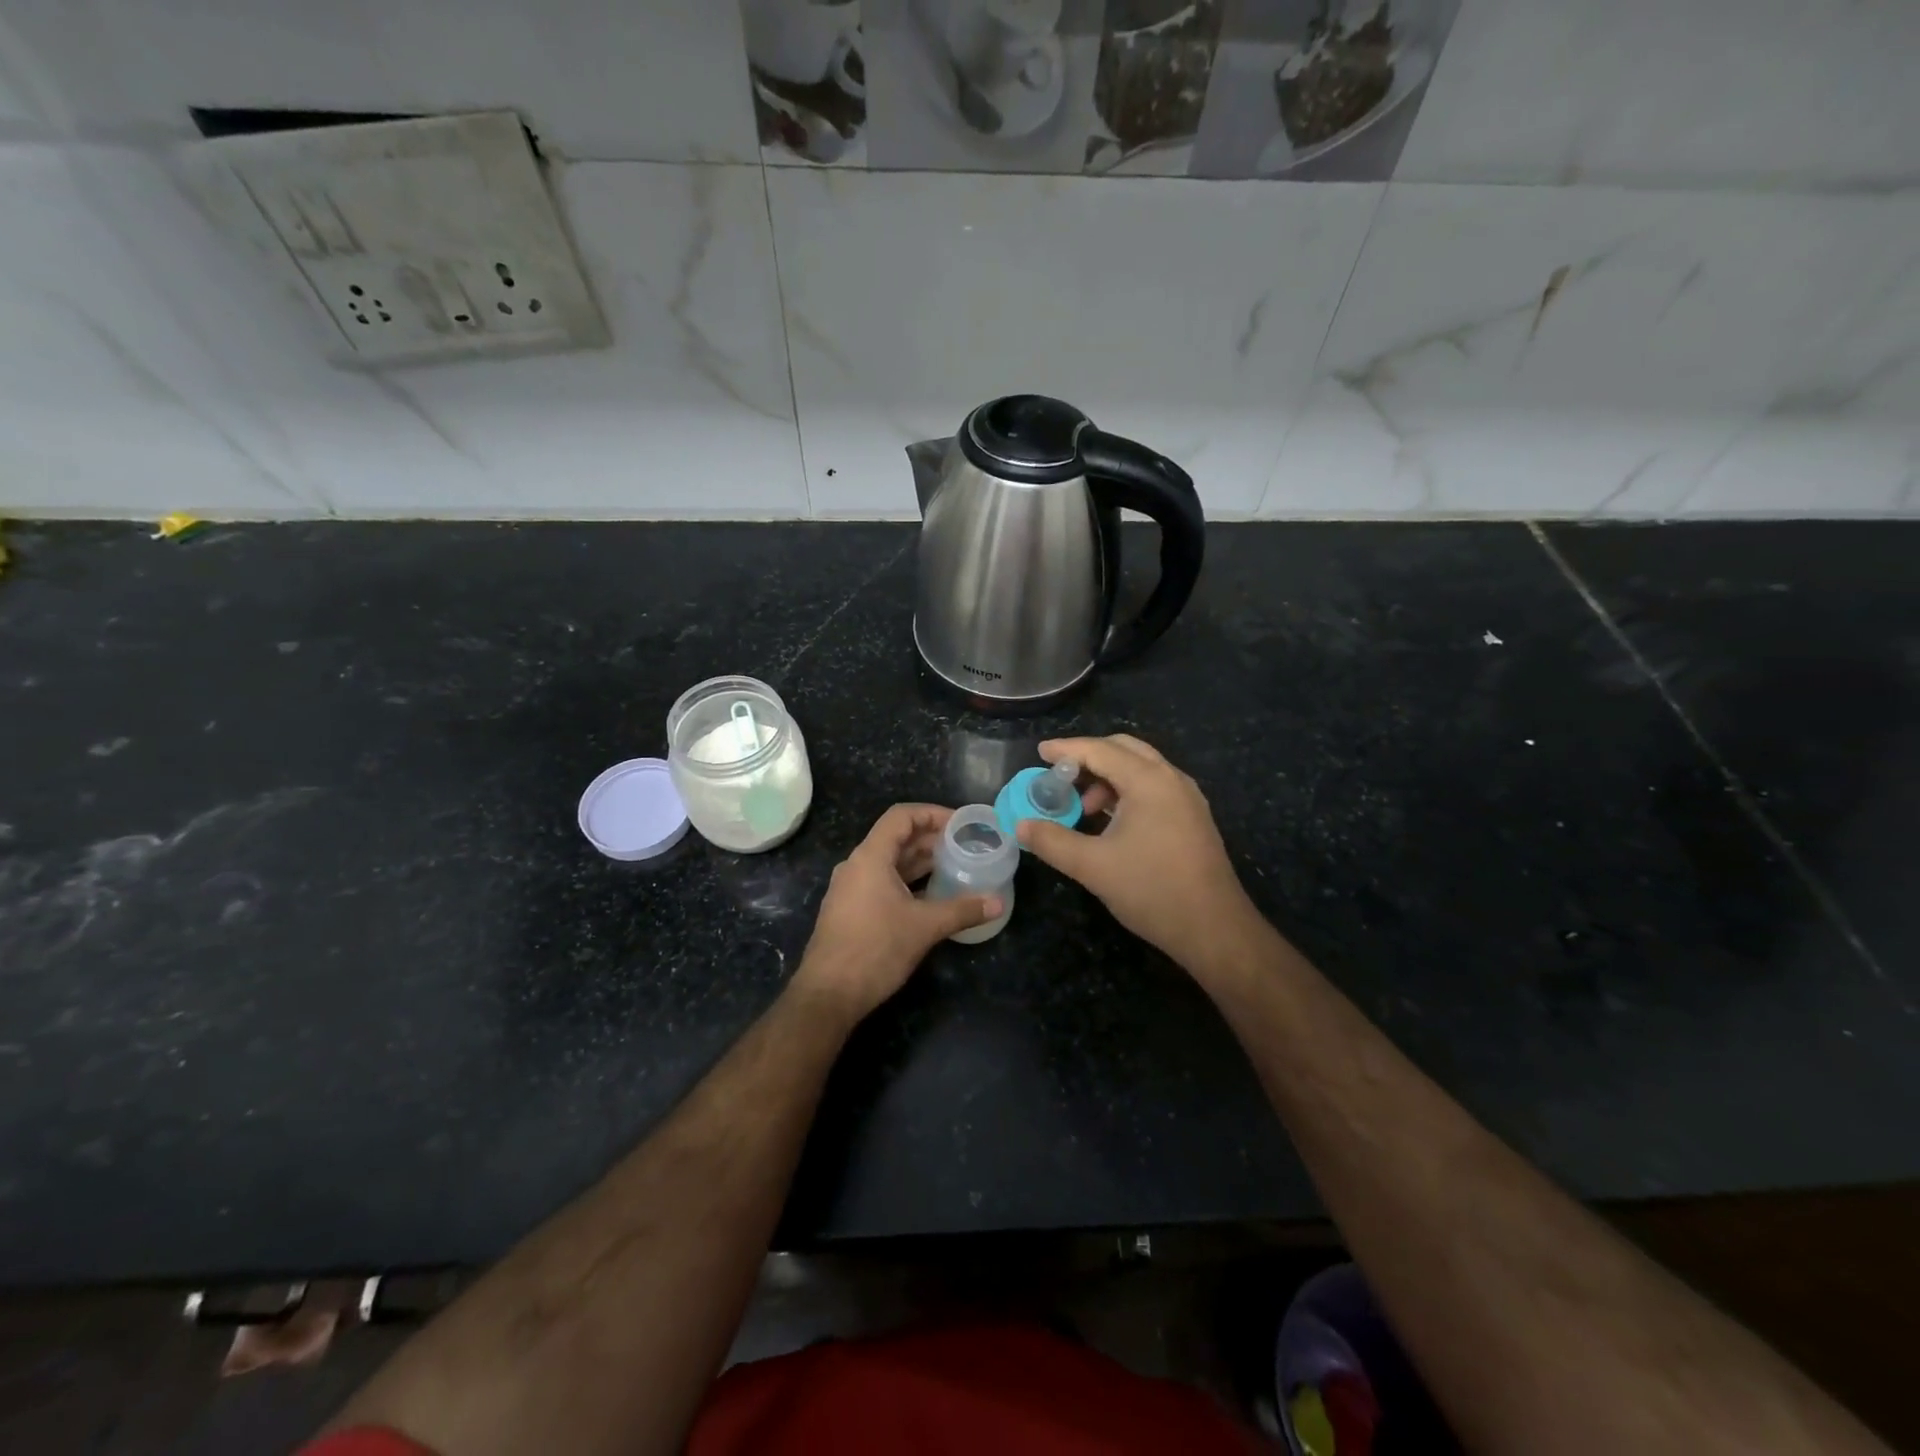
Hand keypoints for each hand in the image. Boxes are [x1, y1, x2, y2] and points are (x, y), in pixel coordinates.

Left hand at [791, 804, 1001, 1020]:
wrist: (828, 994)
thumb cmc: (875, 949)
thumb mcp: (924, 927)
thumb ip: (962, 910)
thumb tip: (998, 903)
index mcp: (870, 857)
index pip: (901, 816)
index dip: (932, 813)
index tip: (961, 824)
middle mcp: (857, 865)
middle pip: (896, 838)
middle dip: (931, 838)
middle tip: (965, 846)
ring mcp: (851, 888)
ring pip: (890, 862)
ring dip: (921, 861)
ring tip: (955, 867)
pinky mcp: (851, 910)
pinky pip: (882, 882)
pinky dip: (908, 881)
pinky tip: (932, 895)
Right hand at [1016, 736, 1259, 969]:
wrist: (1214, 929)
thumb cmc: (1152, 890)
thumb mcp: (1092, 866)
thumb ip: (1052, 841)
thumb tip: (1020, 826)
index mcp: (1149, 781)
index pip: (1100, 750)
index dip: (1066, 749)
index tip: (1039, 753)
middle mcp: (1171, 779)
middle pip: (1124, 749)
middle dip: (1089, 758)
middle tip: (1060, 777)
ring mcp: (1187, 798)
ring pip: (1141, 769)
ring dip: (1108, 778)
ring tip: (1083, 809)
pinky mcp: (1193, 818)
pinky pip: (1154, 788)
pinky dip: (1127, 792)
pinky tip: (1111, 823)